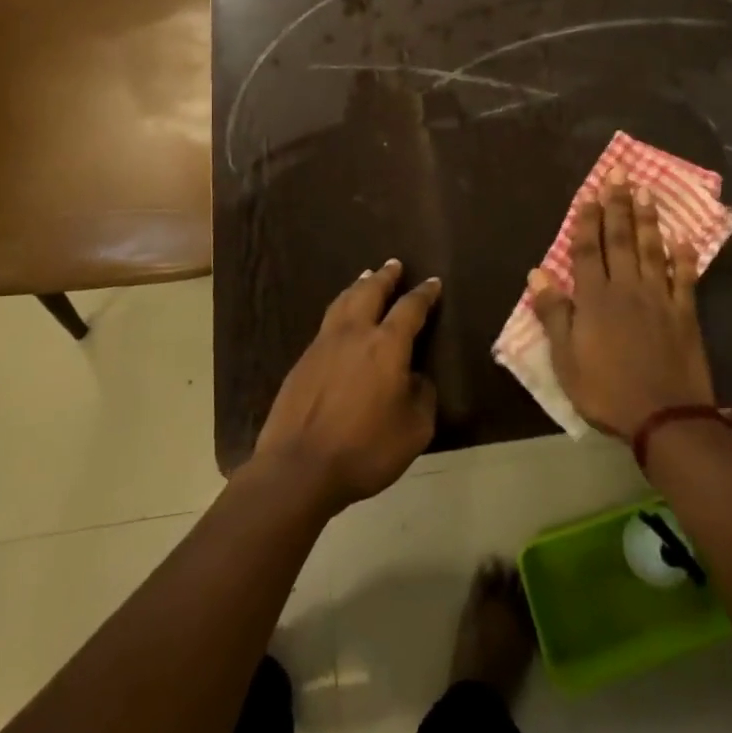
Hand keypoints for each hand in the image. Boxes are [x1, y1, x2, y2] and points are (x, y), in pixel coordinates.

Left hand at [251, 260, 439, 513]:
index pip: (410, 308)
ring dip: (359, 287)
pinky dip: (340, 309)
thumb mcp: (415, 429)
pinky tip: (341, 320)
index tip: (433, 282)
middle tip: (394, 264)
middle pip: (370, 292)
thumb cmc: (365, 449)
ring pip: (343, 302)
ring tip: (366, 278)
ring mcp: (323, 344)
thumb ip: (422, 396)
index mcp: (387, 345)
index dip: (424, 293)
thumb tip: (415, 378)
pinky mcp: (302, 361)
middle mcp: (355, 334)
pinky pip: (327, 323)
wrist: (298, 468)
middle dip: (385, 277)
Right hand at [529, 175, 715, 439]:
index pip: (587, 250)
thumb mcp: (566, 359)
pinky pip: (684, 278)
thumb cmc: (606, 391)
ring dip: (647, 219)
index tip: (588, 193)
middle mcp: (627, 289)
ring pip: (651, 250)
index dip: (586, 220)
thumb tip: (537, 272)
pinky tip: (682, 239)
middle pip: (620, 239)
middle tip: (619, 174)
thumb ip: (554, 313)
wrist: (664, 418)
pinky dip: (684, 257)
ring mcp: (659, 298)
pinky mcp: (684, 314)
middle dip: (617, 205)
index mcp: (595, 299)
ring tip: (646, 191)